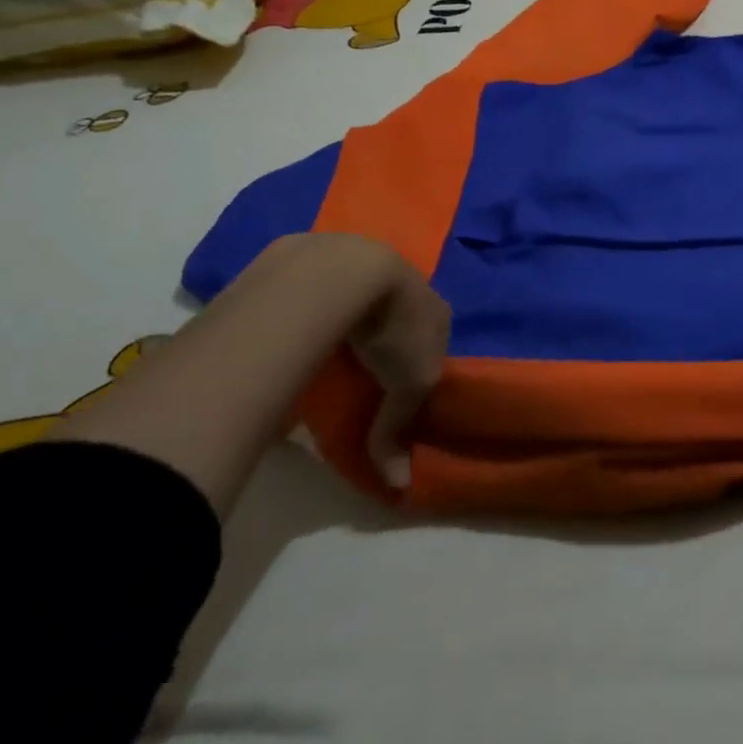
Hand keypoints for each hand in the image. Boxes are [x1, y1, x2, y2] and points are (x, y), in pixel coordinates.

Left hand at [338, 243, 451, 490]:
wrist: (351, 273)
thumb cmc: (394, 329)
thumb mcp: (408, 385)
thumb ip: (398, 428)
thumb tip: (399, 484)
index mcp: (437, 309)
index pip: (436, 335)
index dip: (422, 358)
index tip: (401, 383)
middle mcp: (410, 281)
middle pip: (402, 313)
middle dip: (388, 335)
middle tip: (366, 365)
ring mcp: (370, 265)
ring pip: (367, 298)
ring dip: (357, 316)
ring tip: (334, 346)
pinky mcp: (329, 259)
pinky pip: (330, 287)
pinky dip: (323, 303)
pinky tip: (305, 324)